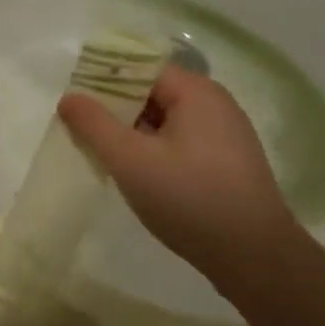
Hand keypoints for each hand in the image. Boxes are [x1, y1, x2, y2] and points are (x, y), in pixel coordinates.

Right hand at [59, 66, 296, 271]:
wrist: (254, 257)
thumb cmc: (188, 198)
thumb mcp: (130, 160)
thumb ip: (94, 125)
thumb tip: (70, 97)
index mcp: (196, 92)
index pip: (142, 68)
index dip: (105, 79)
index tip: (76, 102)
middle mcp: (215, 104)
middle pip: (153, 92)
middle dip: (116, 108)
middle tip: (82, 131)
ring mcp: (225, 135)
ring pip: (166, 120)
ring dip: (134, 133)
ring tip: (104, 154)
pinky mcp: (227, 163)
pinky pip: (181, 142)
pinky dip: (154, 150)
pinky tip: (138, 175)